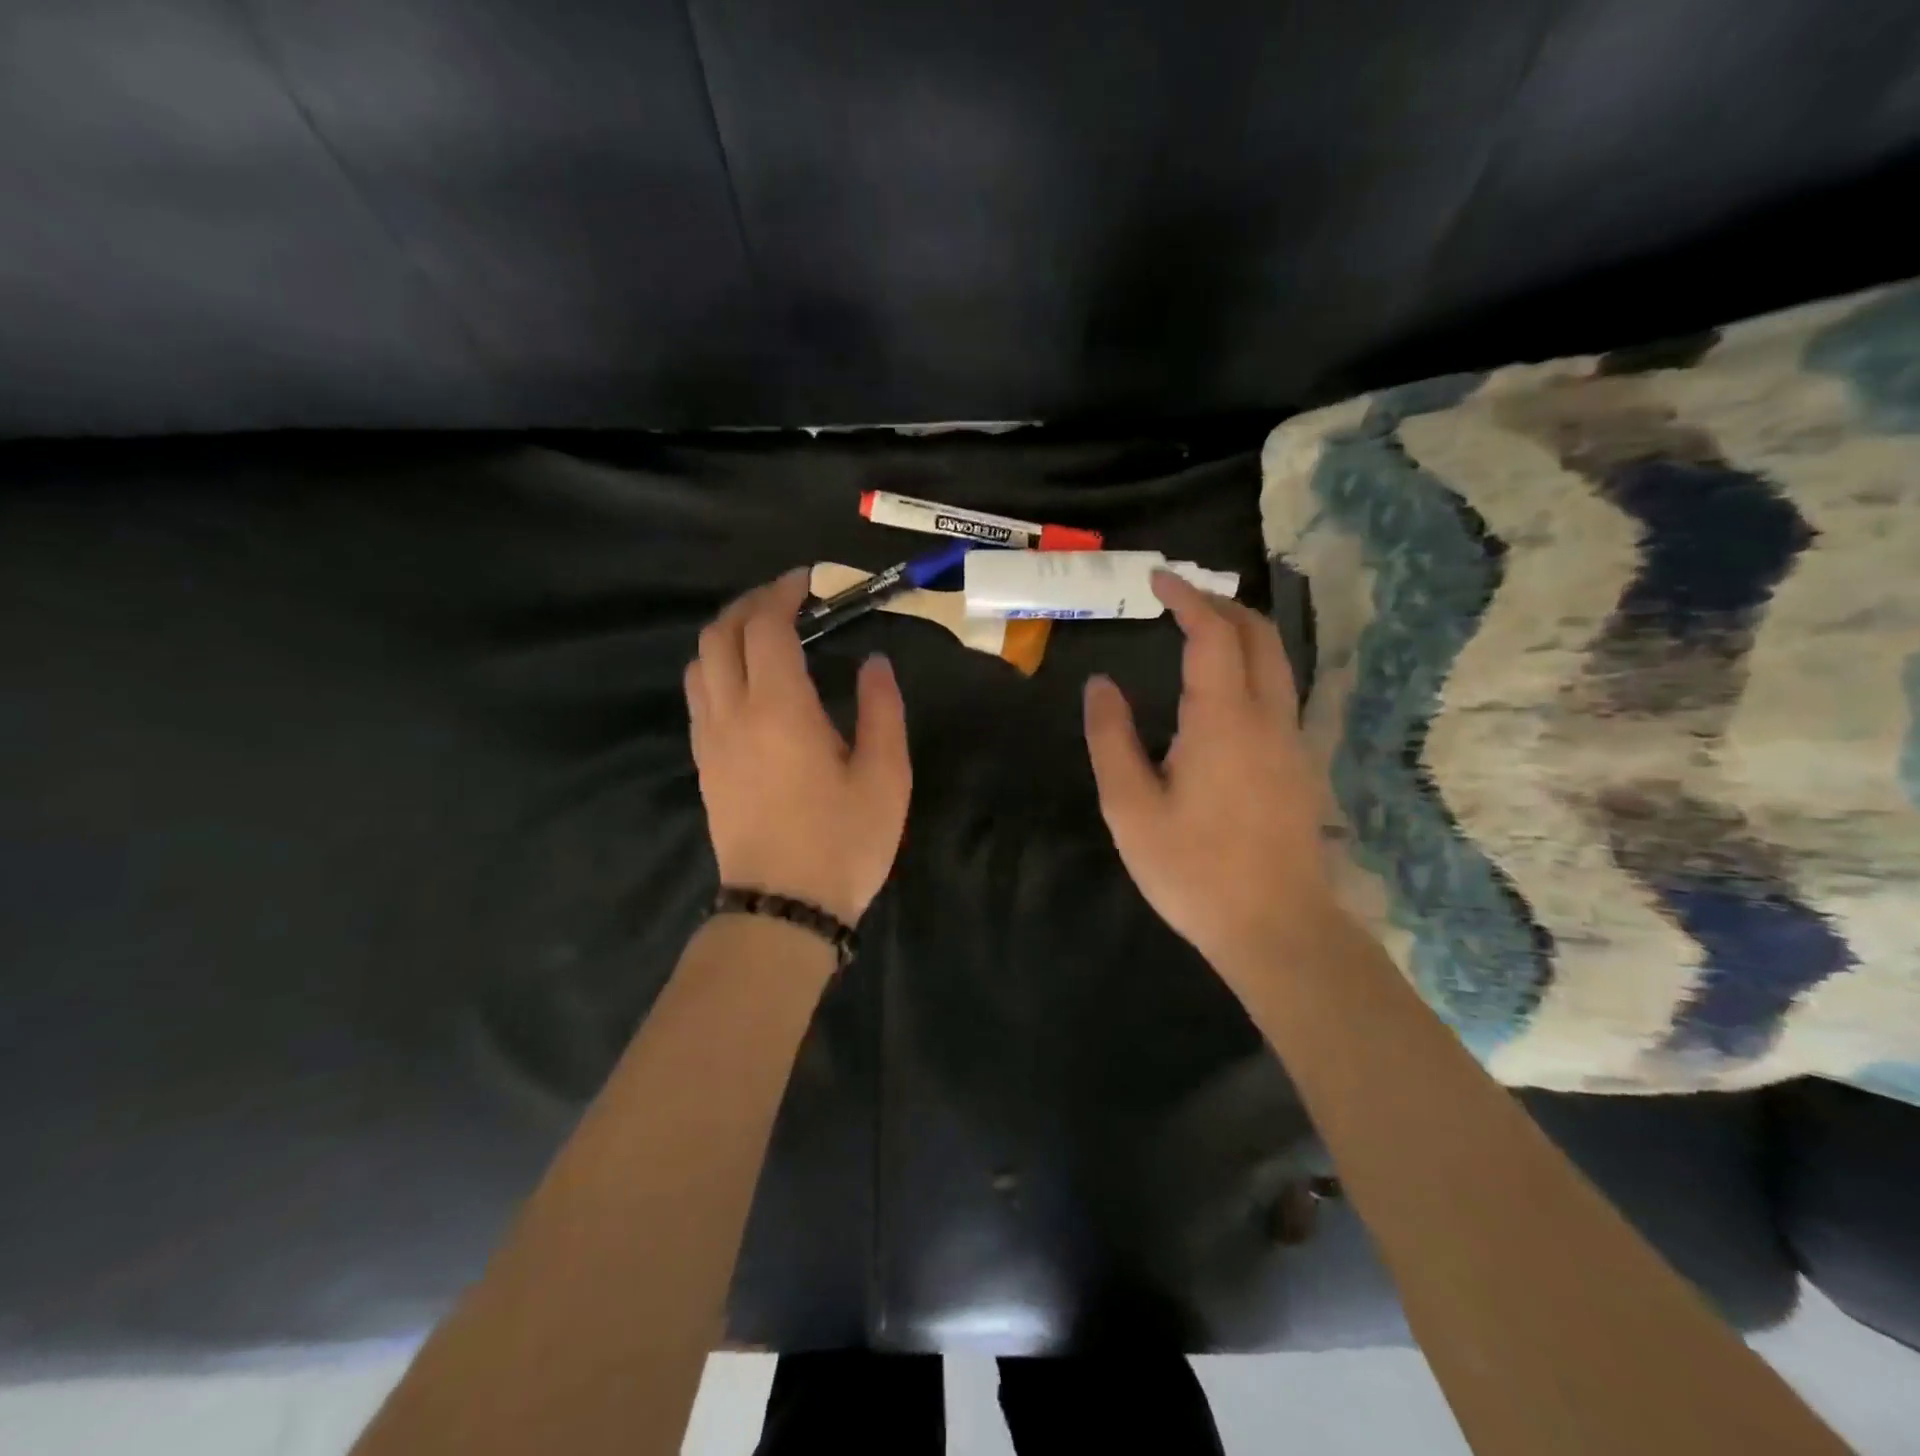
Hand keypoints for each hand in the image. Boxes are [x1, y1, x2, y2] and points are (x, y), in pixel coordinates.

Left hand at [685, 569, 910, 923]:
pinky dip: (718, 668)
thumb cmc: (843, 842)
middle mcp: (732, 713)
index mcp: (779, 708)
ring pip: (699, 663)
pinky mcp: (704, 764)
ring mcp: (710, 740)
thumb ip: (882, 710)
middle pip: (720, 633)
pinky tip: (750, 683)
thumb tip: (875, 664)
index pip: (766, 626)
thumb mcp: (885, 776)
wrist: (782, 910)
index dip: (784, 593)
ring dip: (728, 634)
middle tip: (789, 600)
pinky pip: (698, 695)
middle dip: (751, 604)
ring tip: (767, 635)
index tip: (810, 582)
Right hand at [1083, 571, 1332, 971]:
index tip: (1158, 580)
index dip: (1186, 599)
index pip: (1212, 635)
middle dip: (1222, 605)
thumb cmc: (1193, 869)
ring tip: (1202, 635)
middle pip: (1259, 636)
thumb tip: (1101, 685)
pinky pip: (1281, 693)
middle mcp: (1267, 718)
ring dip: (1243, 635)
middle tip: (1181, 600)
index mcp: (1222, 720)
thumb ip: (1112, 738)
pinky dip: (1254, 668)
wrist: (1276, 928)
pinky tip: (1225, 694)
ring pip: (1278, 664)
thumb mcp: (1130, 807)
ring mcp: (1292, 742)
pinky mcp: (1300, 767)